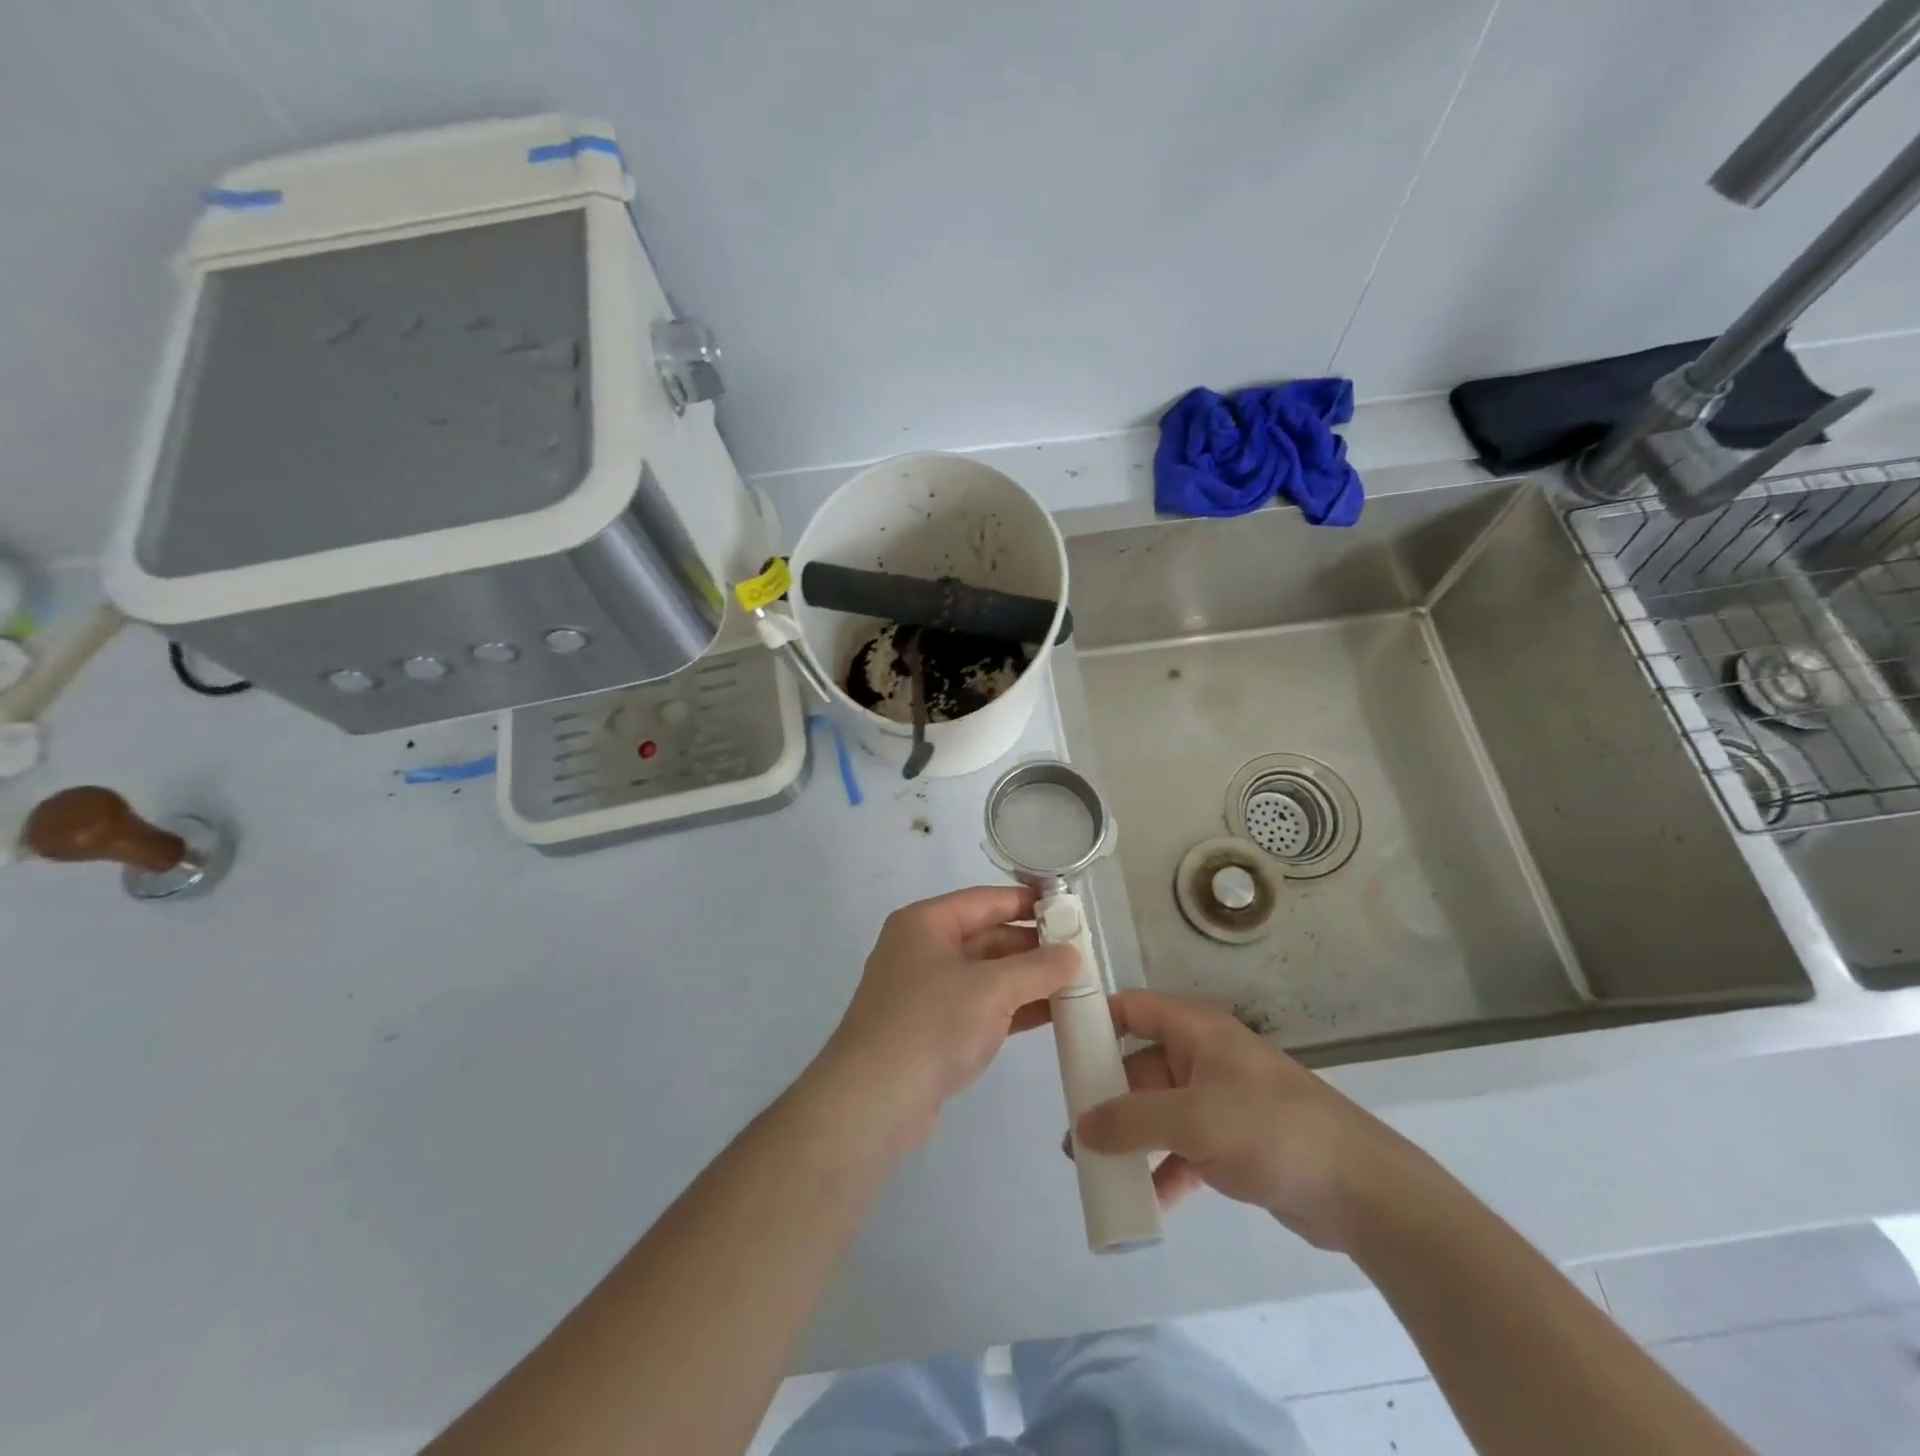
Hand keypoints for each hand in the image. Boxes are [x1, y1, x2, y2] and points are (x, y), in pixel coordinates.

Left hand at [811, 886, 1078, 1151]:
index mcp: (927, 923)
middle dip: (1034, 947)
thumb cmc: (930, 1026)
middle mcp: (923, 949)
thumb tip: (1074, 953)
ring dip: (1028, 980)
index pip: (987, 900)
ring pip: (987, 975)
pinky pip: (981, 1006)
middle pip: (988, 936)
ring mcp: (927, 991)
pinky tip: (1052, 1014)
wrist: (872, 1103)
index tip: (1071, 910)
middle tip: (1083, 954)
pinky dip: (1014, 1008)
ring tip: (1077, 984)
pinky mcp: (933, 1029)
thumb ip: (1037, 968)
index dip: (1029, 902)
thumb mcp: (991, 989)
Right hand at [1074, 992, 1436, 1250]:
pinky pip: (1183, 1149)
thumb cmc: (1272, 1129)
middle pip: (1139, 1066)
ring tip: (1096, 1171)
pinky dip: (1163, 1171)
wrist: (1361, 1190)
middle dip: (1107, 1098)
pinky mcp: (1233, 1143)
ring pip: (1158, 1112)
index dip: (1095, 1020)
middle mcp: (1203, 1057)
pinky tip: (1146, 1204)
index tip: (1059, 1048)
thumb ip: (1133, 1120)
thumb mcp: (1194, 1118)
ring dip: (1130, 1140)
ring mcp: (1219, 1101)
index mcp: (1196, 1030)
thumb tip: (1081, 1127)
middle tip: (1075, 1132)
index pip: (1132, 1009)